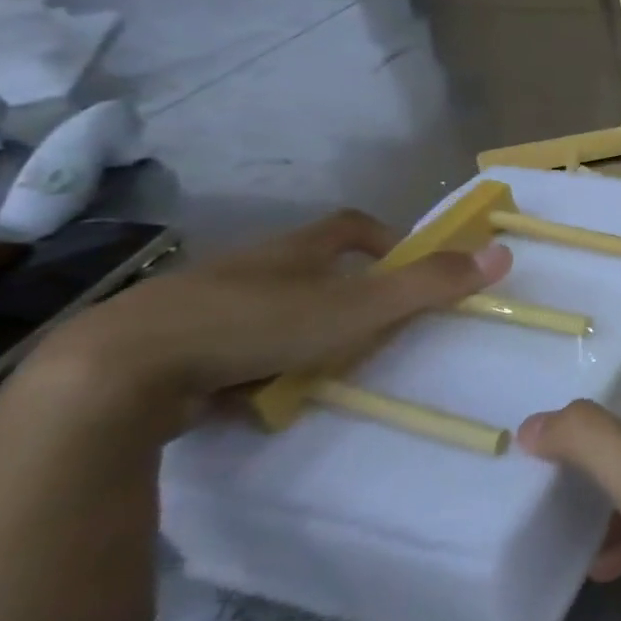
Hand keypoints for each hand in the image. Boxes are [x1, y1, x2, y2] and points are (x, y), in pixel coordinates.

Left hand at [24, 210, 510, 428]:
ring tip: (315, 368)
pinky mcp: (164, 347)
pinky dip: (245, 363)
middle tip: (367, 327)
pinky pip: (222, 347)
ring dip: (294, 329)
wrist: (117, 373)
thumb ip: (431, 284)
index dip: (385, 238)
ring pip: (264, 308)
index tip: (406, 265)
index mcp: (295, 250)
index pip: (350, 225)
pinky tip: (251, 395)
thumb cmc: (256, 325)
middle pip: (306, 267)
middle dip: (340, 292)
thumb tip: (503, 252)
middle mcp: (250, 267)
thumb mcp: (358, 307)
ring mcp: (202, 305)